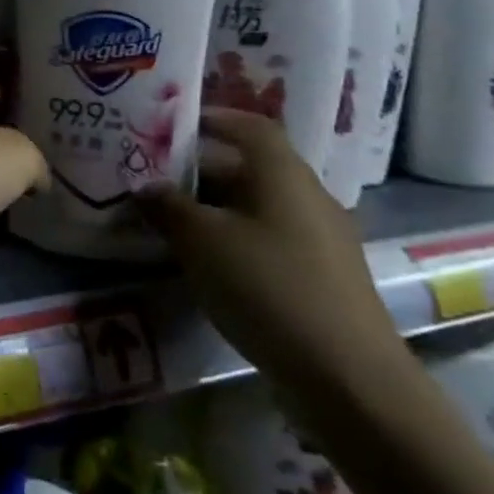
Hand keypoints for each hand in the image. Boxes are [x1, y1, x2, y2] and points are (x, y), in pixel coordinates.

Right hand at [136, 108, 406, 390]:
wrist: (347, 375)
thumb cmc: (267, 287)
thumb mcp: (201, 241)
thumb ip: (168, 206)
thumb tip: (145, 186)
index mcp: (282, 174)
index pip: (249, 125)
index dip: (212, 118)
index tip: (171, 125)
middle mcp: (307, 195)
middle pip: (250, 165)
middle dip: (201, 167)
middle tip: (155, 175)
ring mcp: (320, 237)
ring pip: (258, 203)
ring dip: (215, 204)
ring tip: (171, 217)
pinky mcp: (321, 273)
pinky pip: (270, 235)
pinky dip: (235, 234)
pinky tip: (207, 258)